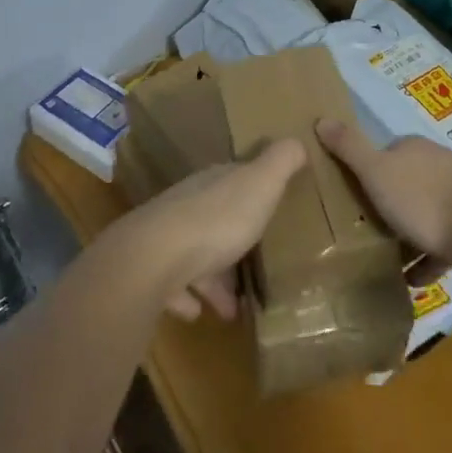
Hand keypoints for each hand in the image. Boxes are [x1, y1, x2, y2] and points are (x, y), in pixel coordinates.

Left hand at [110, 139, 306, 321]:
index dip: (254, 190)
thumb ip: (281, 162)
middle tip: (259, 261)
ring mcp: (168, 239)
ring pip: (196, 255)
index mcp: (214, 183)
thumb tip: (298, 139)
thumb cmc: (216, 219)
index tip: (272, 205)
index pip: (234, 178)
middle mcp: (189, 205)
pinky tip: (200, 313)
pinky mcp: (153, 274)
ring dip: (215, 277)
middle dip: (235, 237)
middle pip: (216, 218)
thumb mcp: (260, 184)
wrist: (154, 257)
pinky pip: (175, 286)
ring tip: (237, 304)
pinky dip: (188, 298)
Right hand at [316, 118, 451, 259]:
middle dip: (386, 205)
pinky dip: (427, 260)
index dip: (367, 173)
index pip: (384, 153)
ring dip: (407, 235)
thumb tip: (321, 119)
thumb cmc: (422, 198)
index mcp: (413, 148)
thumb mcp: (375, 171)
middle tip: (364, 230)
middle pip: (404, 184)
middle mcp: (436, 165)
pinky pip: (441, 244)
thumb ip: (349, 148)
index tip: (351, 197)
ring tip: (384, 259)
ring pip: (424, 214)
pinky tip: (413, 280)